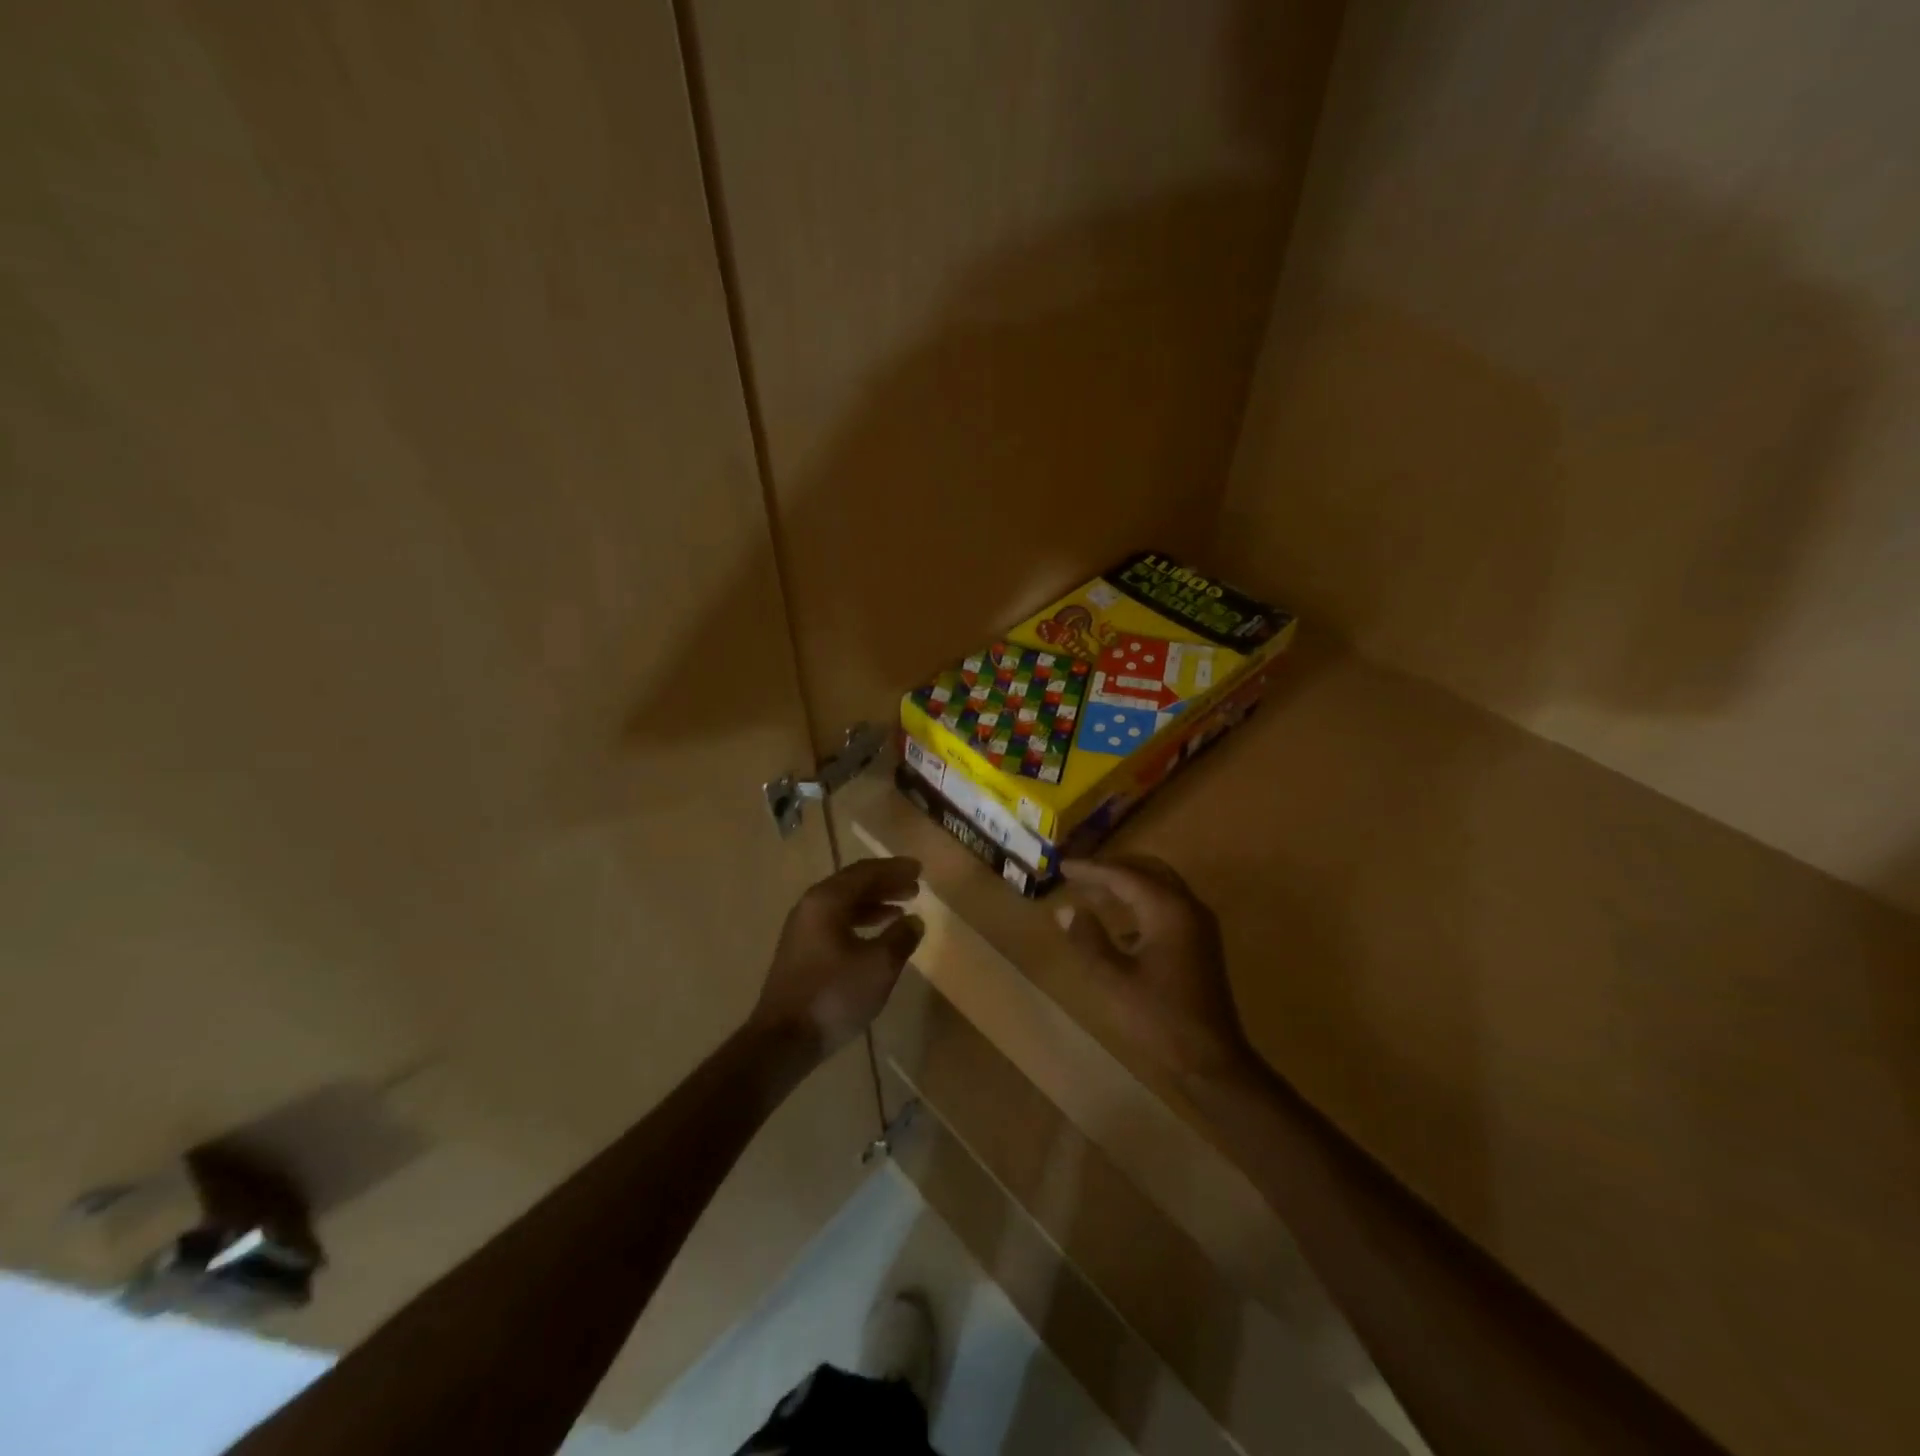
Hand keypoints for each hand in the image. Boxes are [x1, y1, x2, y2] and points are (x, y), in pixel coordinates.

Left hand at [752, 857, 924, 1058]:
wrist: (783, 1040)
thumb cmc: (834, 995)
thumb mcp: (879, 966)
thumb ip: (900, 938)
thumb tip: (914, 921)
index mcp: (826, 900)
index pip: (865, 872)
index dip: (894, 869)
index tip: (919, 869)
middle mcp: (811, 907)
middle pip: (853, 885)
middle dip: (885, 884)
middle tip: (914, 887)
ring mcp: (802, 930)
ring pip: (844, 905)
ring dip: (874, 904)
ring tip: (902, 910)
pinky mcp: (801, 953)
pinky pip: (836, 923)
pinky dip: (860, 922)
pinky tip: (876, 937)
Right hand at [1057, 855, 1255, 1081]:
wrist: (1211, 1059)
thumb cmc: (1160, 1017)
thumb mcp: (1114, 979)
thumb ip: (1088, 940)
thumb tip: (1066, 910)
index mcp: (1168, 910)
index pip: (1124, 875)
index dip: (1091, 870)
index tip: (1062, 867)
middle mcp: (1188, 907)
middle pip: (1147, 871)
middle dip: (1112, 869)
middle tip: (1079, 874)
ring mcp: (1198, 925)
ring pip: (1159, 887)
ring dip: (1126, 885)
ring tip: (1092, 892)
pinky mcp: (1200, 943)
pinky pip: (1166, 907)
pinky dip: (1140, 904)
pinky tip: (1119, 927)